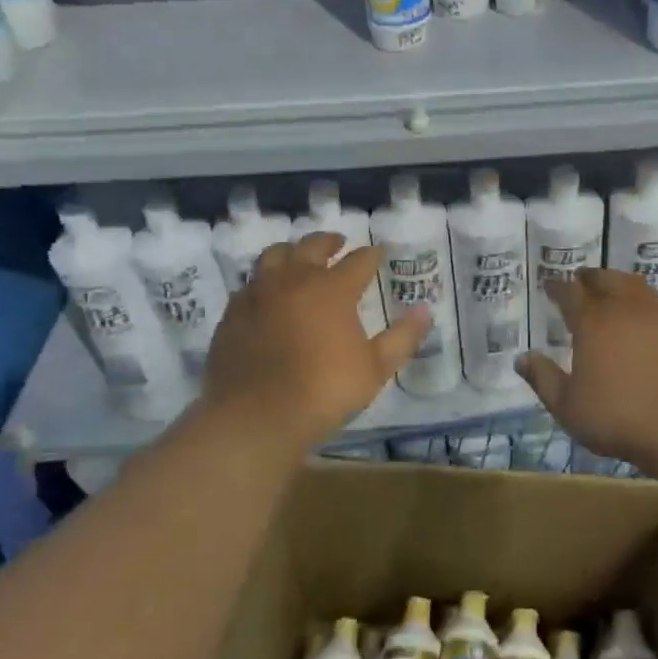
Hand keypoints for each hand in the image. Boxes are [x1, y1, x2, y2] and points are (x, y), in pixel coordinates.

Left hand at [202, 232, 427, 447]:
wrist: (255, 416)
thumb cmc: (323, 391)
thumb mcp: (375, 369)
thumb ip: (402, 337)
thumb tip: (424, 310)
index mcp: (332, 289)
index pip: (358, 261)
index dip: (372, 255)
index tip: (379, 252)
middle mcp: (294, 280)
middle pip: (312, 246)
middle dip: (329, 242)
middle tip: (338, 242)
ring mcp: (258, 294)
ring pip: (274, 256)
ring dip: (291, 252)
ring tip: (298, 257)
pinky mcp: (233, 313)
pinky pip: (250, 284)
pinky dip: (264, 281)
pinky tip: (267, 293)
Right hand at [516, 269, 657, 467]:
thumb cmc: (621, 418)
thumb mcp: (569, 408)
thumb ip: (544, 380)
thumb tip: (522, 359)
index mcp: (593, 322)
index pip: (570, 293)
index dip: (558, 287)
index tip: (550, 284)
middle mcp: (626, 309)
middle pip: (607, 279)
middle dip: (591, 277)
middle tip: (583, 278)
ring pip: (638, 288)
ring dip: (622, 284)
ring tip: (616, 291)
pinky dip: (650, 309)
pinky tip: (651, 323)